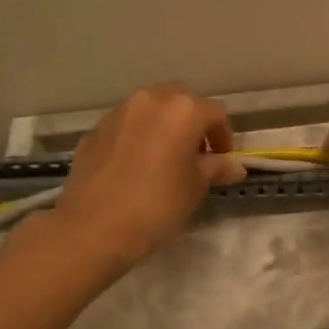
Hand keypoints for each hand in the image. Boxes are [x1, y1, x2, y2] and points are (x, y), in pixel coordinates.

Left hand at [59, 84, 246, 267]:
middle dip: (192, 122)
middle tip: (194, 154)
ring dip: (162, 126)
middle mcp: (150, 100)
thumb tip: (234, 167)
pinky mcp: (94, 131)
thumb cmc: (157, 205)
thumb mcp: (195, 188)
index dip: (223, 136)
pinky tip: (135, 167)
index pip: (215, 113)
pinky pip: (125, 126)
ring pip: (150, 110)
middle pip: (180, 101)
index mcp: (183, 110)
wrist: (94, 227)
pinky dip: (137, 137)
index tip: (221, 160)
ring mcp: (118, 113)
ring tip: (164, 159)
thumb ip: (216, 169)